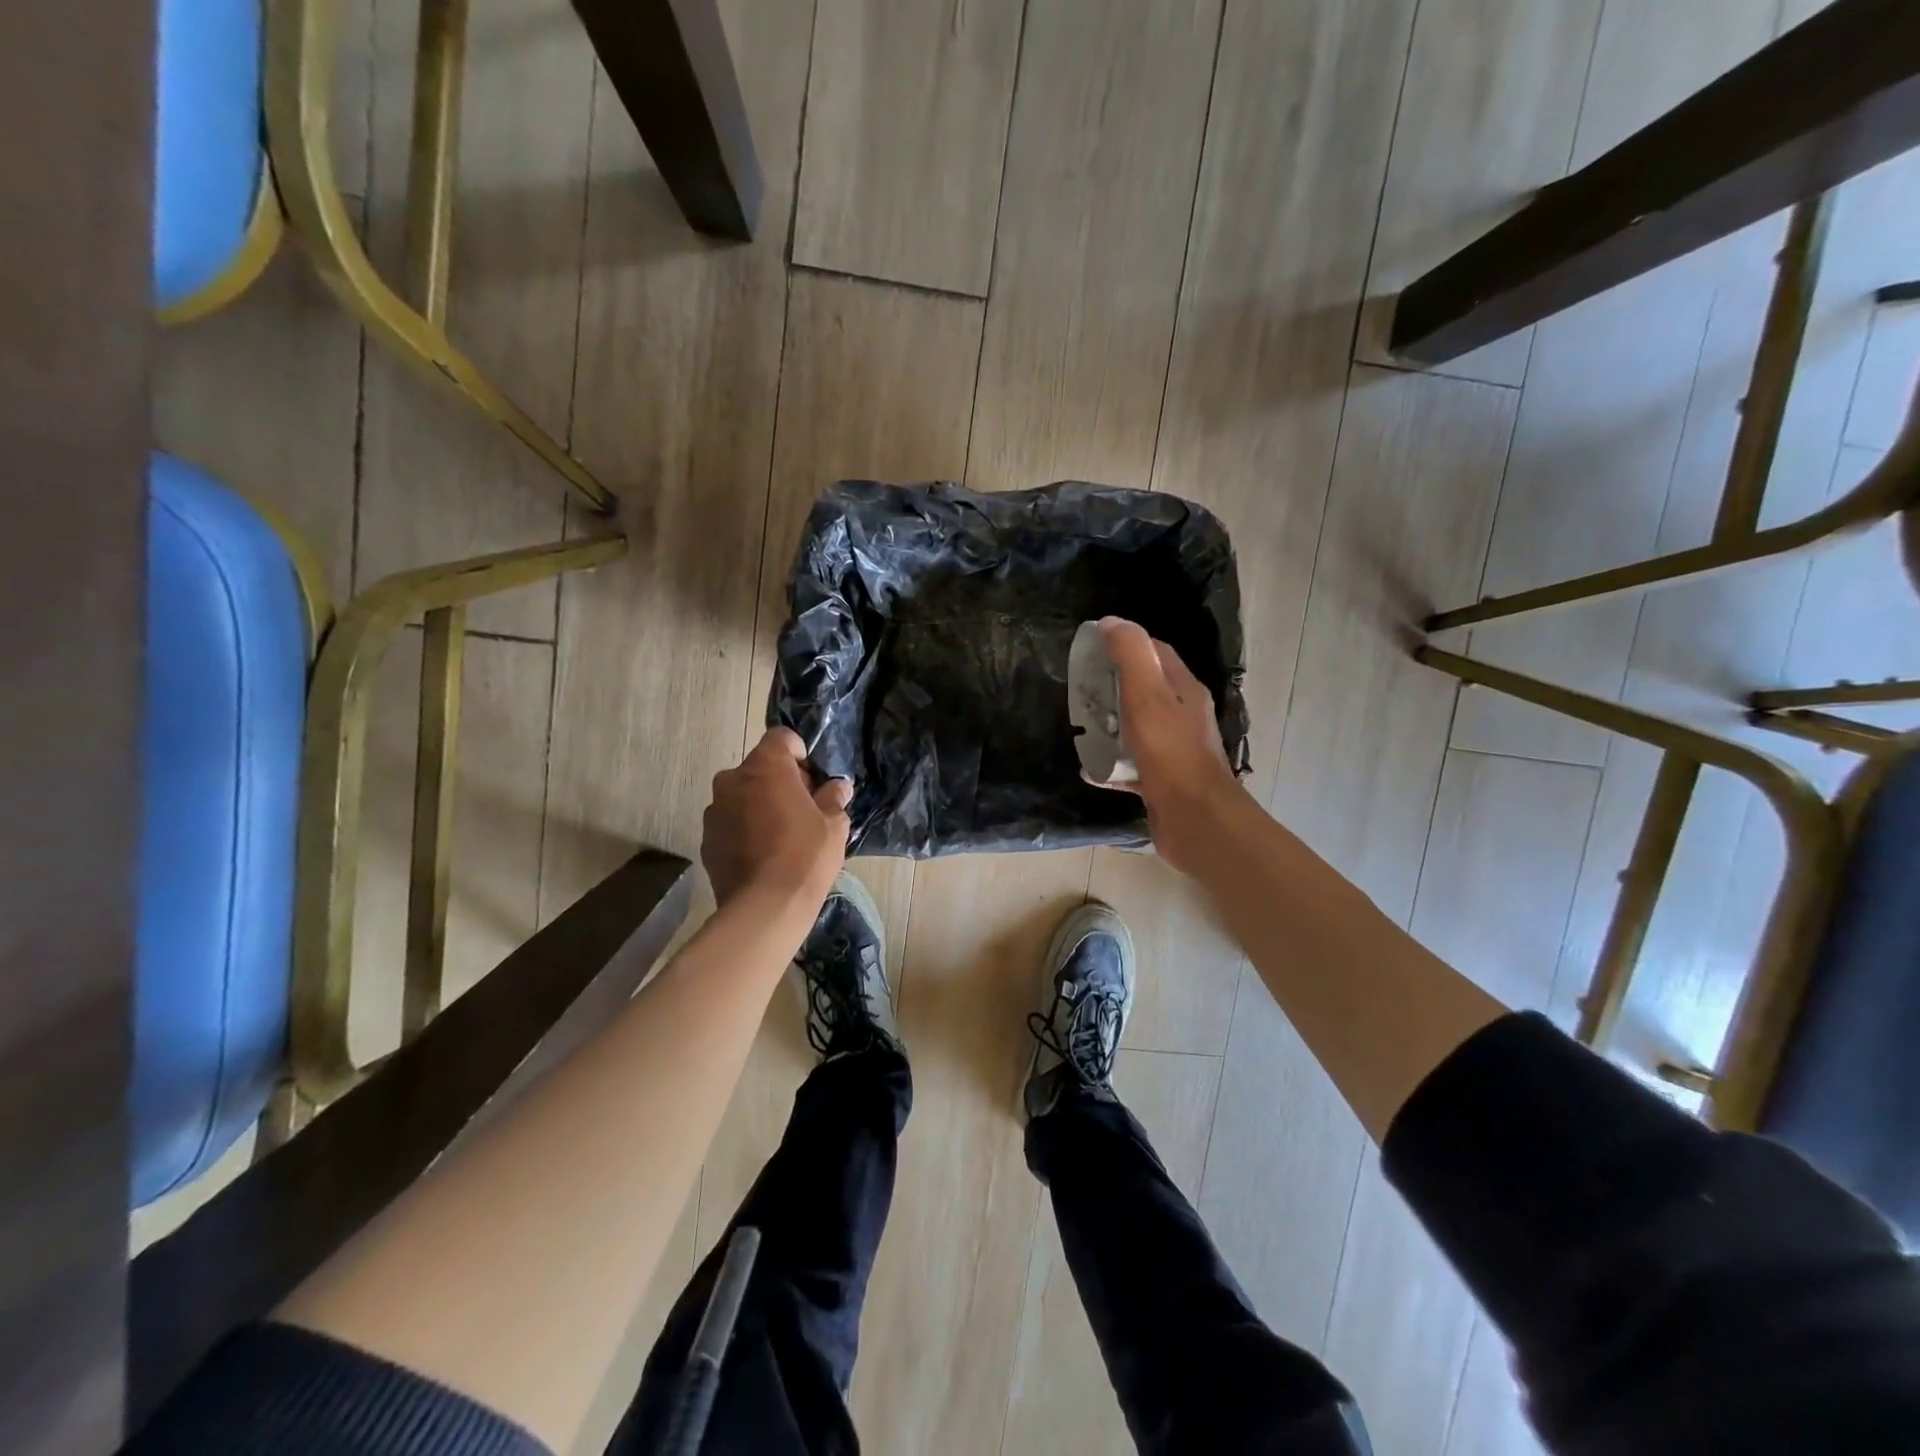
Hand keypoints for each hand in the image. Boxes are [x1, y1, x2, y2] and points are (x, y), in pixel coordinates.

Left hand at [702, 728, 851, 909]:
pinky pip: (731, 821)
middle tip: (803, 808)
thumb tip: (838, 787)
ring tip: (781, 834)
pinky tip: (763, 854)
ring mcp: (714, 810)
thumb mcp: (834, 825)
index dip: (800, 754)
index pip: (781, 737)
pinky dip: (745, 828)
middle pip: (760, 767)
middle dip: (780, 781)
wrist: (764, 907)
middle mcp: (732, 779)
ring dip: (760, 804)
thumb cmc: (806, 855)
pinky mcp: (706, 838)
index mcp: (765, 766)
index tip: (813, 779)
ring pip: (742, 795)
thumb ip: (833, 798)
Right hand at [1099, 617, 1243, 873]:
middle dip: (1114, 685)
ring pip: (1138, 727)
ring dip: (1111, 725)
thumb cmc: (1170, 754)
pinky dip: (1111, 764)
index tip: (1093, 648)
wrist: (1195, 820)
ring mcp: (1174, 750)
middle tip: (1081, 689)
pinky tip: (1090, 769)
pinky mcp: (1163, 781)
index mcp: (1184, 691)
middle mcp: (1183, 717)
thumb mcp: (1147, 696)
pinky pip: (1132, 765)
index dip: (1127, 644)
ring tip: (1082, 726)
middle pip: (1146, 689)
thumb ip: (1131, 655)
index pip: (1157, 652)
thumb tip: (1111, 622)